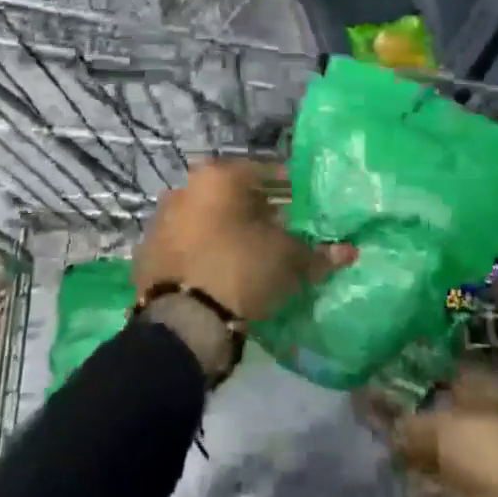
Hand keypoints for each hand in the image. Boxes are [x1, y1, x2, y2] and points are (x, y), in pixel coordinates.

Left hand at [134, 160, 355, 323]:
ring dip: (231, 231)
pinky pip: (188, 245)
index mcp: (218, 176)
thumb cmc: (241, 272)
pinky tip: (223, 274)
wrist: (182, 324)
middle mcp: (185, 188)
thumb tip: (349, 251)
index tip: (307, 206)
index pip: (265, 172)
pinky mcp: (148, 253)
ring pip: (208, 218)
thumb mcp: (288, 260)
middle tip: (285, 232)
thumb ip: (318, 253)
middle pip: (234, 195)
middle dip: (260, 211)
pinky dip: (206, 252)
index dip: (291, 188)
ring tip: (256, 257)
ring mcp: (162, 220)